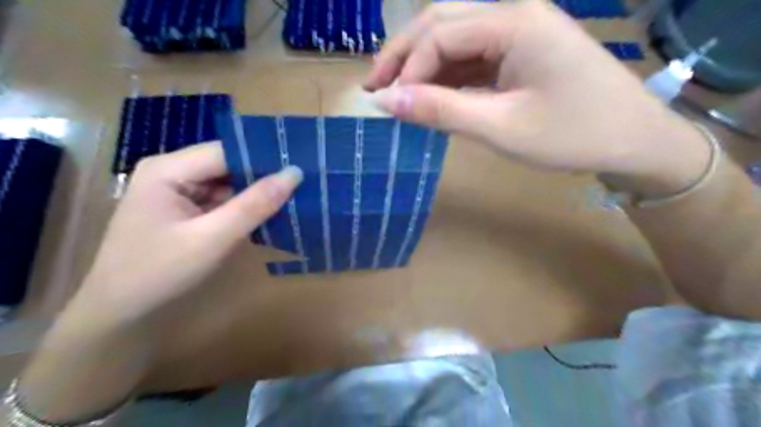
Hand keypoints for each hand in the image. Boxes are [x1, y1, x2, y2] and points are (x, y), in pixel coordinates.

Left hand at [14, 141, 300, 421]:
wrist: (120, 316)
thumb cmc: (159, 273)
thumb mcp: (213, 238)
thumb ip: (255, 205)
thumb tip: (295, 174)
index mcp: (169, 169)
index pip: (227, 152)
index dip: (265, 158)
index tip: (302, 168)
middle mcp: (173, 172)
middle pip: (229, 165)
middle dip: (264, 177)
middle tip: (305, 184)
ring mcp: (180, 192)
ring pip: (229, 184)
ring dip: (258, 193)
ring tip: (296, 196)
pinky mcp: (187, 210)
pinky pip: (224, 201)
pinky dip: (246, 208)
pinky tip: (271, 214)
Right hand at [365, 0, 710, 191]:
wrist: (633, 140)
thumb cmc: (573, 135)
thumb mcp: (501, 127)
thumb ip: (442, 110)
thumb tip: (388, 101)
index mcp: (514, 22)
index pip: (439, 36)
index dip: (407, 71)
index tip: (387, 106)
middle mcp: (514, 13)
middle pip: (441, 23)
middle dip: (403, 56)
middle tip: (375, 89)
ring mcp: (518, 30)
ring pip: (454, 39)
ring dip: (422, 66)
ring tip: (396, 95)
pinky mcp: (520, 51)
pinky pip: (472, 57)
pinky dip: (446, 76)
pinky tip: (432, 96)